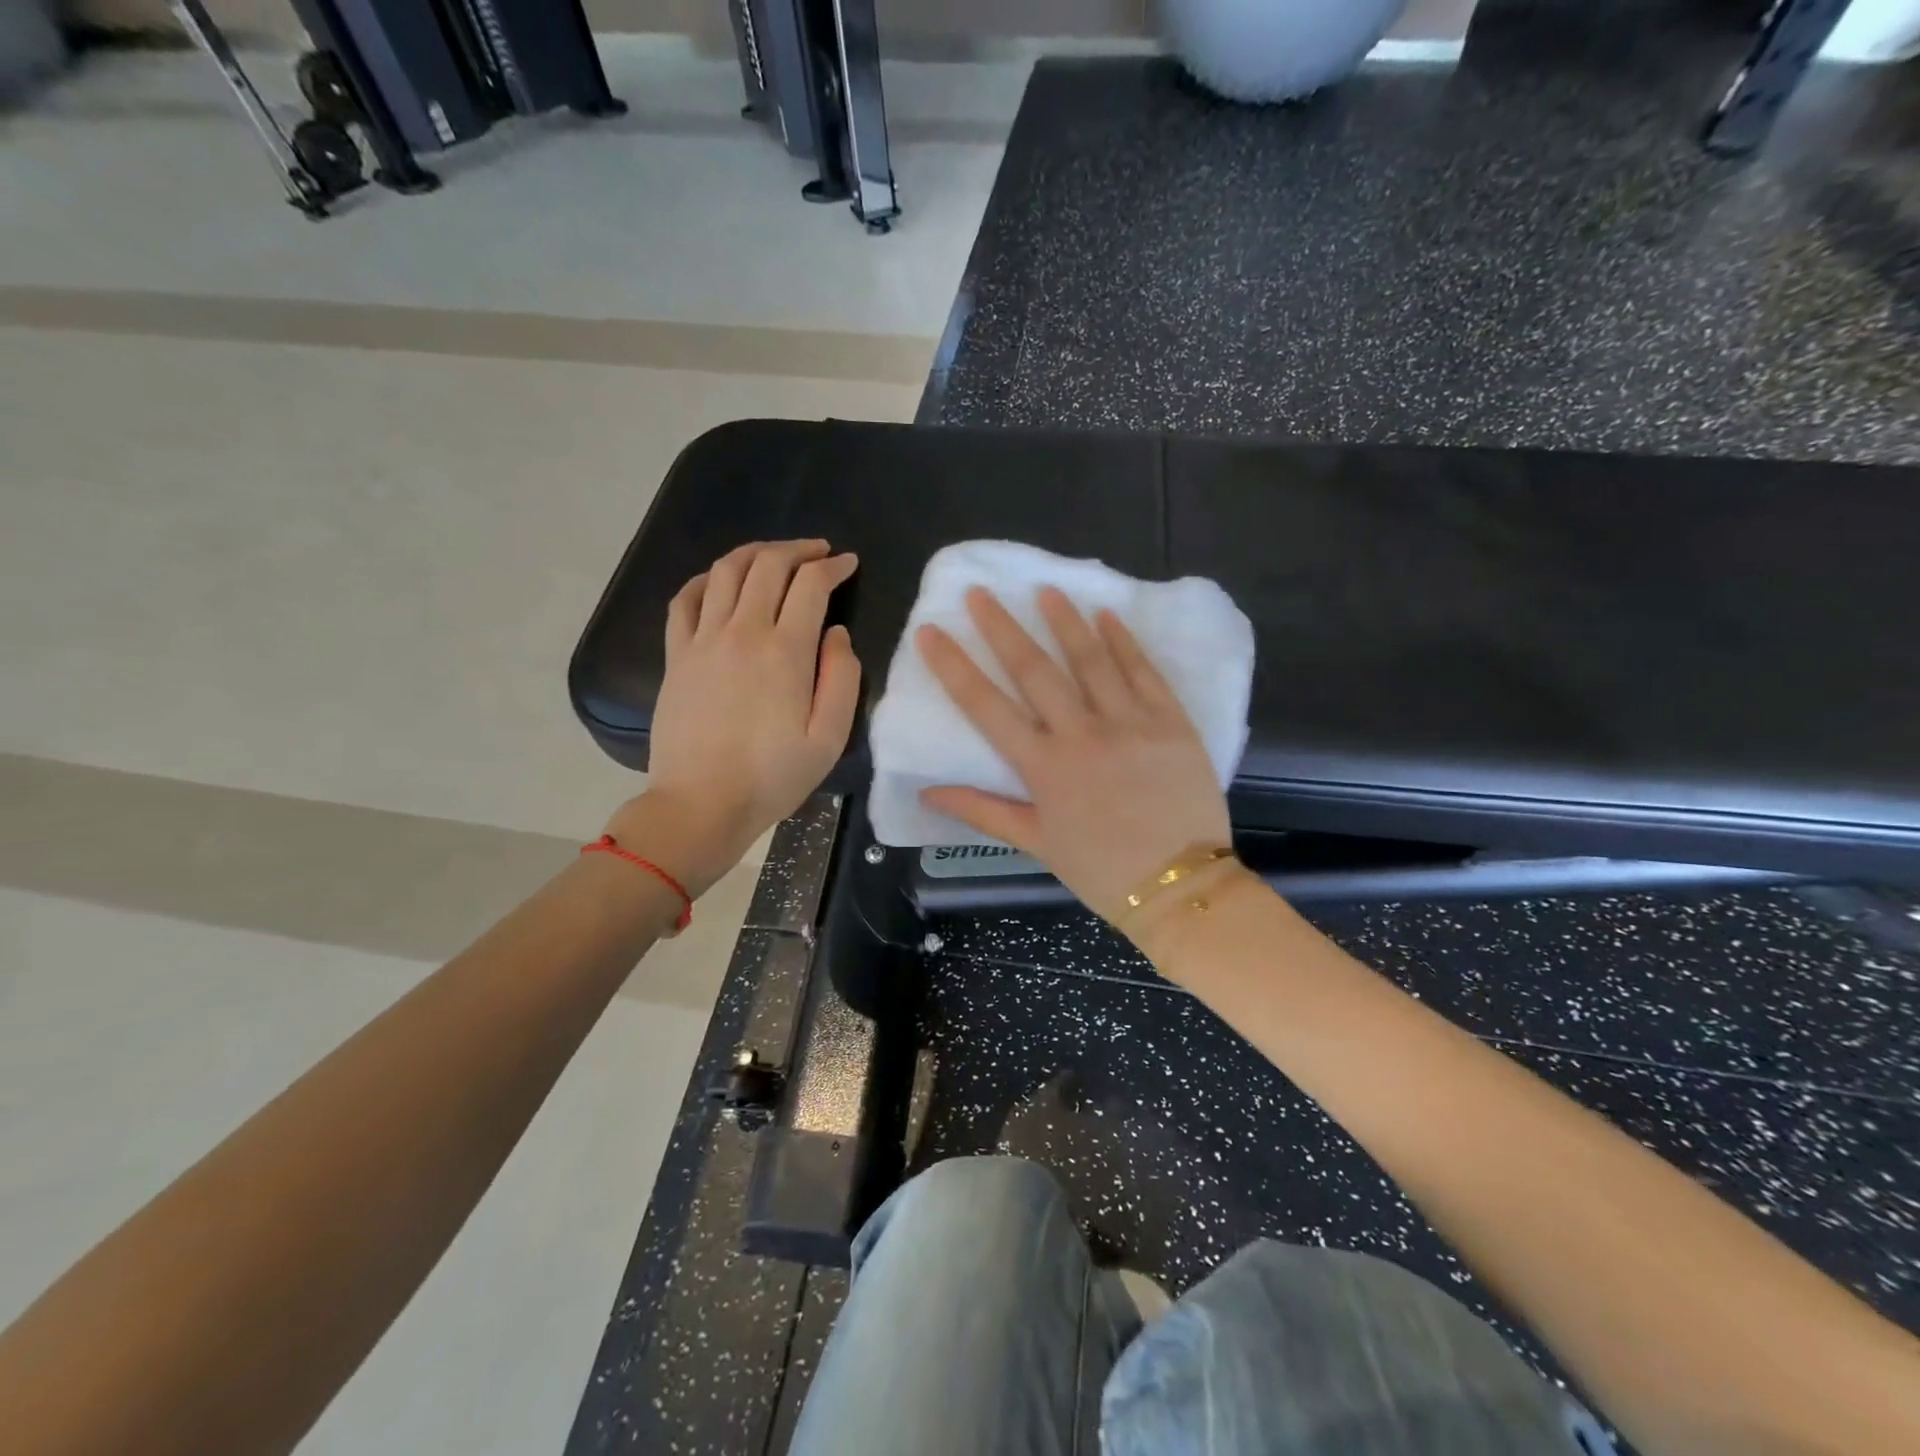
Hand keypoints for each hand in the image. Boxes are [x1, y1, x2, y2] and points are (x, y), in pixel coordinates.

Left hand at [608, 540, 859, 895]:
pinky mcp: (677, 655)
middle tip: (819, 553)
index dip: (833, 567)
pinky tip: (721, 581)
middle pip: (768, 565)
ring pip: (727, 571)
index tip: (848, 564)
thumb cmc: (773, 777)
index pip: (811, 585)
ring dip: (755, 553)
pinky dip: (707, 579)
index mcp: (786, 651)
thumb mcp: (829, 738)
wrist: (701, 804)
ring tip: (775, 556)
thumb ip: (842, 679)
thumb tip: (837, 635)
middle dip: (798, 550)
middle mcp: (743, 632)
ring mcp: (703, 640)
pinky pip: (686, 598)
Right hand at [917, 585, 1230, 926]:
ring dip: (1064, 621)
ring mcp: (1130, 723)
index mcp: (1043, 767)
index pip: (986, 707)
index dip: (954, 667)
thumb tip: (928, 792)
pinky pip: (1144, 672)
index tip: (931, 632)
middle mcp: (1082, 735)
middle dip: (1003, 628)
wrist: (1178, 885)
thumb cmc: (1100, 869)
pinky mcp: (1171, 722)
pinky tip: (1107, 615)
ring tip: (1045, 589)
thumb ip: (982, 811)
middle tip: (981, 592)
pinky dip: (1124, 642)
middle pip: (1034, 671)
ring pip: (1091, 660)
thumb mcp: (1035, 843)